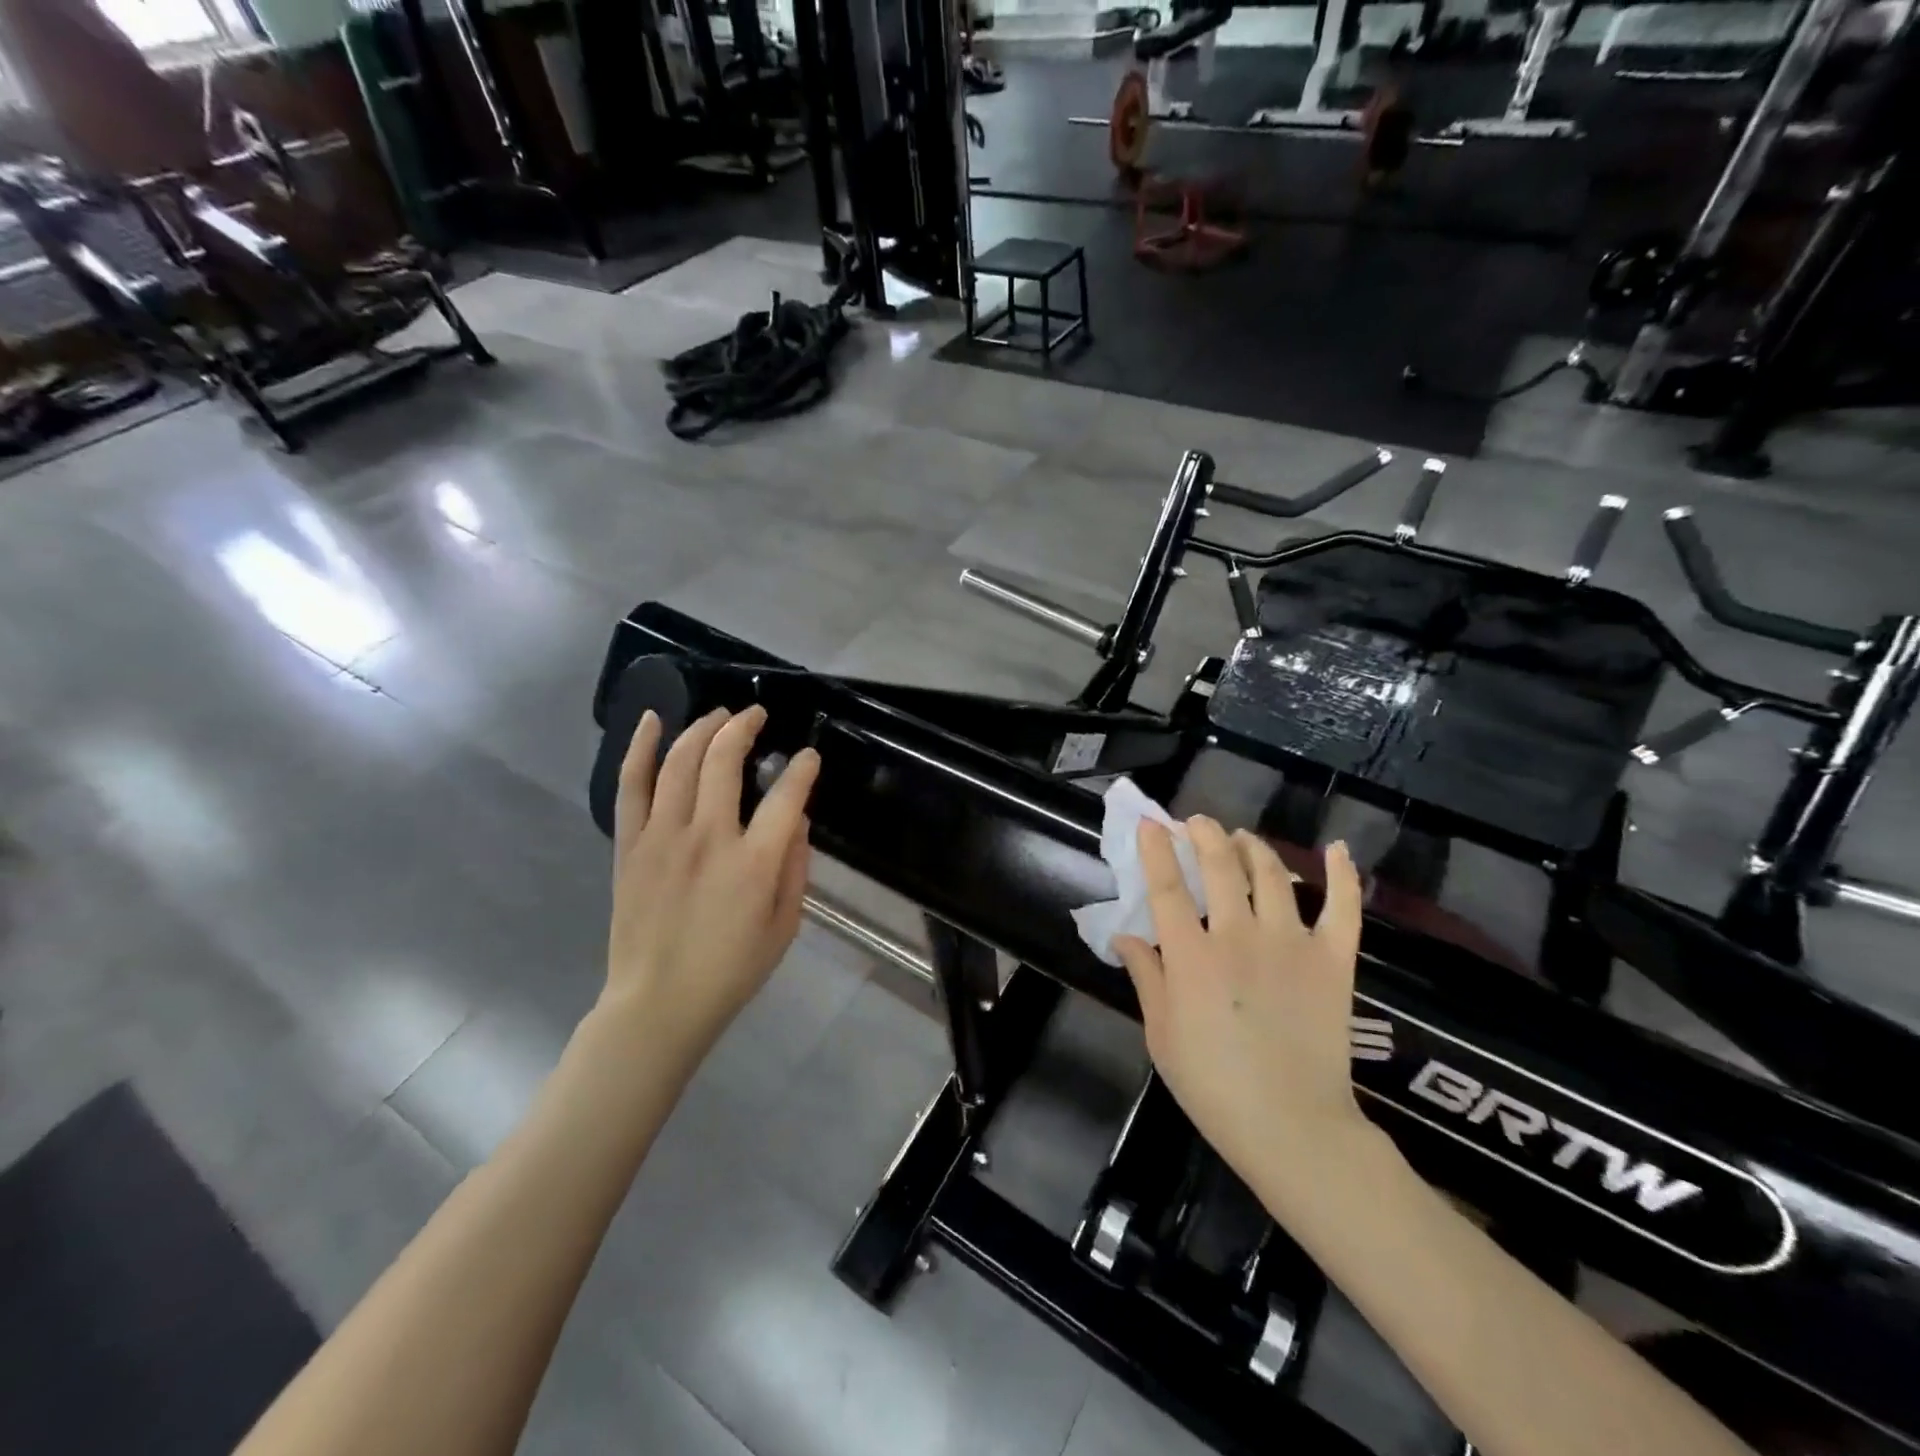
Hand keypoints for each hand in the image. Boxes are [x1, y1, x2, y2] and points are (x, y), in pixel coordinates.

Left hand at [604, 705, 818, 1069]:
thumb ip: (795, 867)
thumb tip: (795, 820)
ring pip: (680, 761)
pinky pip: (632, 784)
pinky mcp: (630, 844)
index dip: (803, 769)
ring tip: (720, 715)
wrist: (658, 1005)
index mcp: (754, 862)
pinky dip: (641, 747)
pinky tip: (654, 719)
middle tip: (757, 715)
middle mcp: (708, 837)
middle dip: (745, 727)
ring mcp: (662, 836)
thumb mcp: (785, 926)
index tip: (809, 758)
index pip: (787, 796)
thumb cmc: (731, 971)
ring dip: (703, 727)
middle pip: (725, 760)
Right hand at [1114, 818, 1370, 1205]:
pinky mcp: (1334, 959)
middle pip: (1219, 866)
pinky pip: (1344, 907)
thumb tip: (1125, 935)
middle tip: (1196, 824)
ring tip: (1241, 838)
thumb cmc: (1213, 1085)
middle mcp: (1239, 936)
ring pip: (1271, 874)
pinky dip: (1342, 874)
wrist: (1293, 1127)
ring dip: (1252, 846)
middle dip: (1204, 834)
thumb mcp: (1160, 1033)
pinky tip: (1336, 849)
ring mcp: (1291, 943)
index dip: (1156, 849)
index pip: (1167, 886)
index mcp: (1191, 956)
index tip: (1150, 823)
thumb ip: (1145, 976)